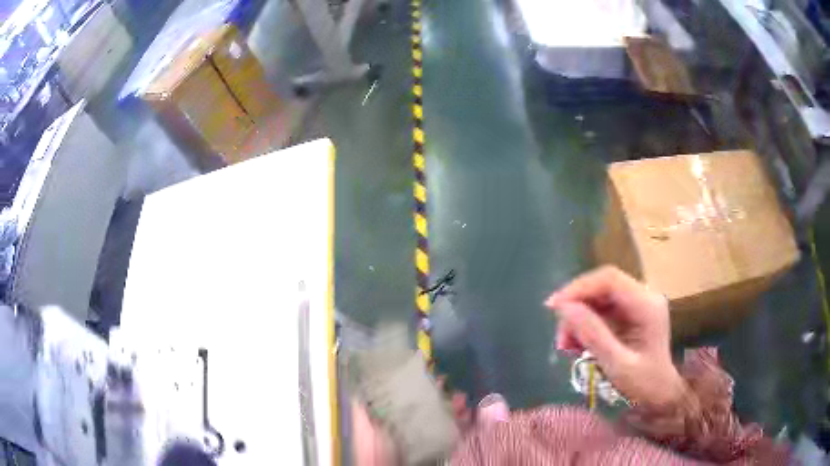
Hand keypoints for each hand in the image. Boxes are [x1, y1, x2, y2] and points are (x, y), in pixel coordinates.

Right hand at [545, 266, 685, 407]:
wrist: (660, 395)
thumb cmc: (643, 385)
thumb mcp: (617, 365)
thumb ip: (593, 335)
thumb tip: (563, 307)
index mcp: (647, 305)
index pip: (609, 279)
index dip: (579, 288)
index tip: (554, 307)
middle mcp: (644, 296)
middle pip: (602, 286)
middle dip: (576, 306)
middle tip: (560, 336)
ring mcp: (637, 304)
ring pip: (599, 297)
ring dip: (578, 318)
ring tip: (566, 346)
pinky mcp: (630, 313)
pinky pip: (601, 309)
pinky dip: (585, 324)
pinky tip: (576, 344)